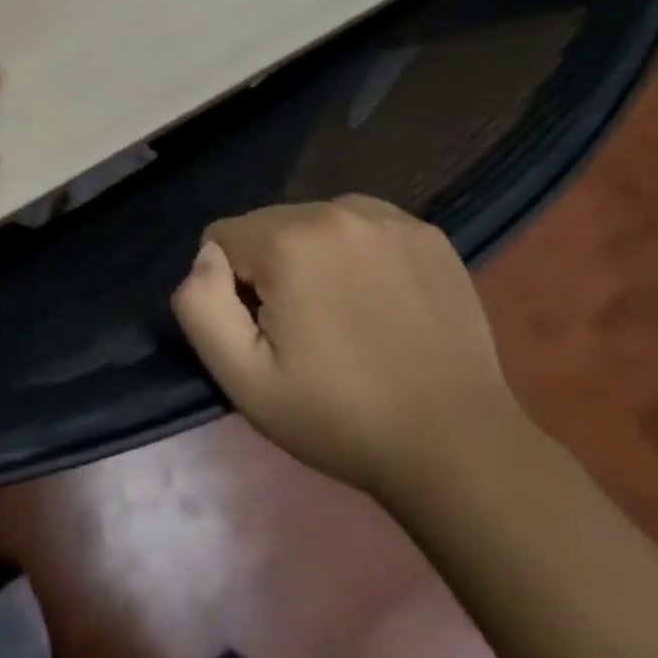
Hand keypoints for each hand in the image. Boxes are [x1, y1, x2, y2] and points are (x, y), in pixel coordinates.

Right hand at [171, 195, 519, 499]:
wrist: (458, 447)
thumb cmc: (339, 418)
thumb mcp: (245, 380)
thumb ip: (200, 306)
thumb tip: (206, 259)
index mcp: (288, 239)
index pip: (222, 237)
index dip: (232, 289)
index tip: (266, 333)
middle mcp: (336, 209)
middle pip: (269, 225)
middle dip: (271, 268)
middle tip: (306, 332)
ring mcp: (389, 217)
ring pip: (315, 222)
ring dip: (313, 258)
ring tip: (345, 318)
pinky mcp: (428, 233)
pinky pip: (365, 228)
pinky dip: (359, 256)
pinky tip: (383, 304)